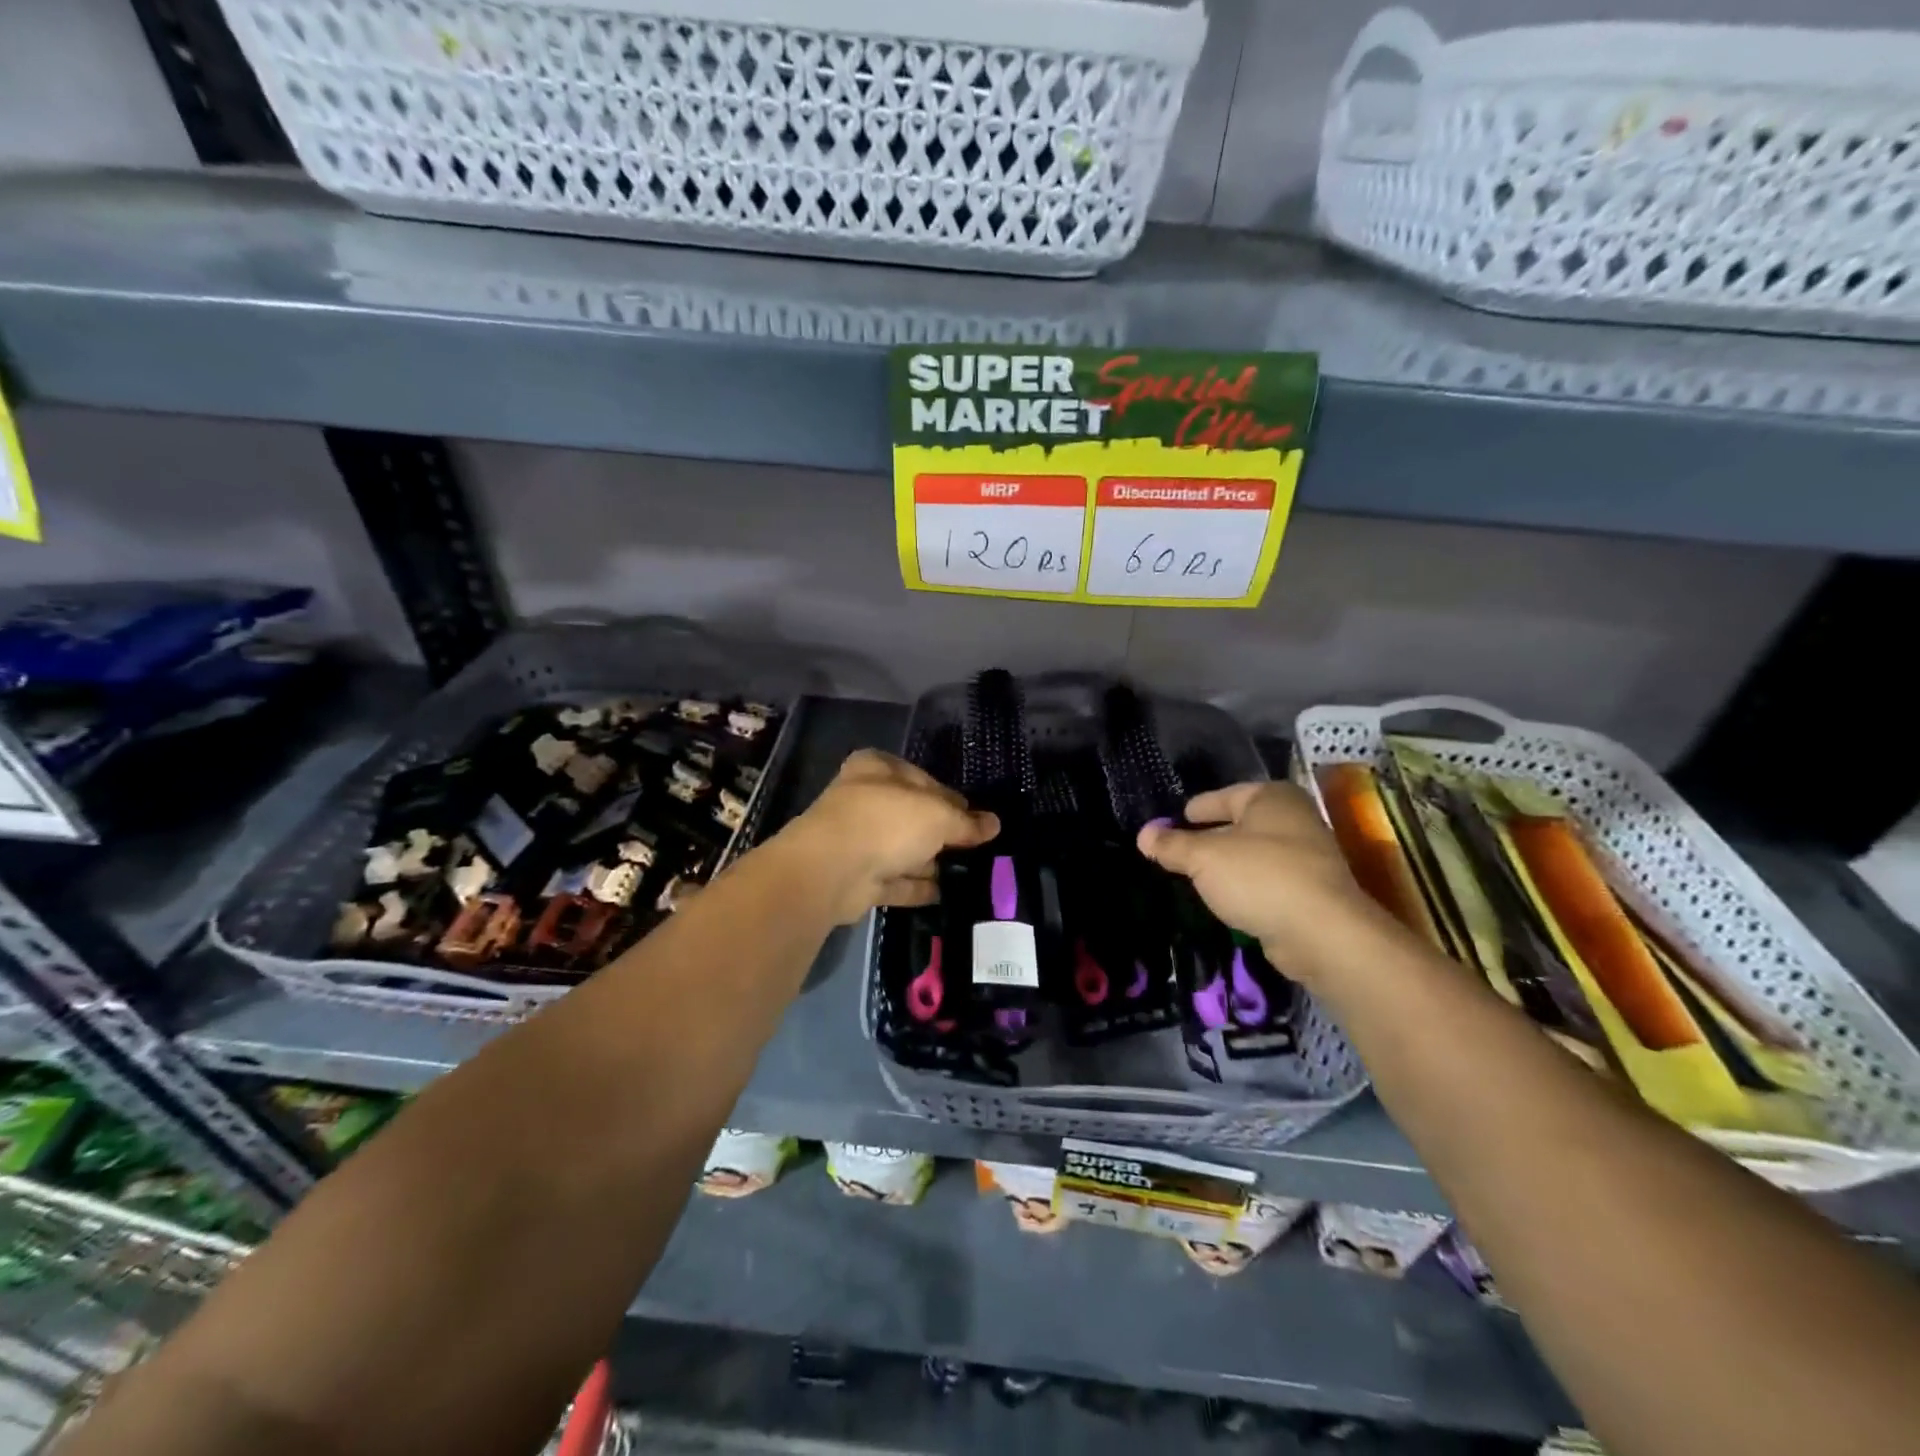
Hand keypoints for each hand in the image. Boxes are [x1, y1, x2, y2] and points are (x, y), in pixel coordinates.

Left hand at [783, 750, 998, 924]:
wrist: (832, 870)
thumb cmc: (887, 822)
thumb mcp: (938, 815)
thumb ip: (966, 822)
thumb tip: (994, 824)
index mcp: (877, 768)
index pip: (922, 778)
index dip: (950, 797)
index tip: (976, 818)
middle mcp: (864, 800)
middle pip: (912, 815)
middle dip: (941, 832)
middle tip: (976, 848)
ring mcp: (857, 841)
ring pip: (902, 849)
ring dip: (930, 861)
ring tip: (968, 874)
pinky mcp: (857, 878)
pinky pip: (895, 880)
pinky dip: (917, 886)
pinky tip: (945, 894)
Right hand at [1137, 781, 1386, 981]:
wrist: (1323, 934)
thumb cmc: (1260, 877)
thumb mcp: (1203, 858)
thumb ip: (1171, 845)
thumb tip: (1144, 835)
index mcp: (1271, 797)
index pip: (1222, 796)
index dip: (1195, 809)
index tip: (1172, 822)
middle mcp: (1295, 819)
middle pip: (1240, 824)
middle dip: (1210, 838)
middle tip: (1178, 851)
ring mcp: (1308, 857)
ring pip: (1254, 854)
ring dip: (1228, 865)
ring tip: (1196, 877)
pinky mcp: (1312, 892)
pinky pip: (1267, 881)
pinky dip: (1246, 887)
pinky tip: (1227, 900)